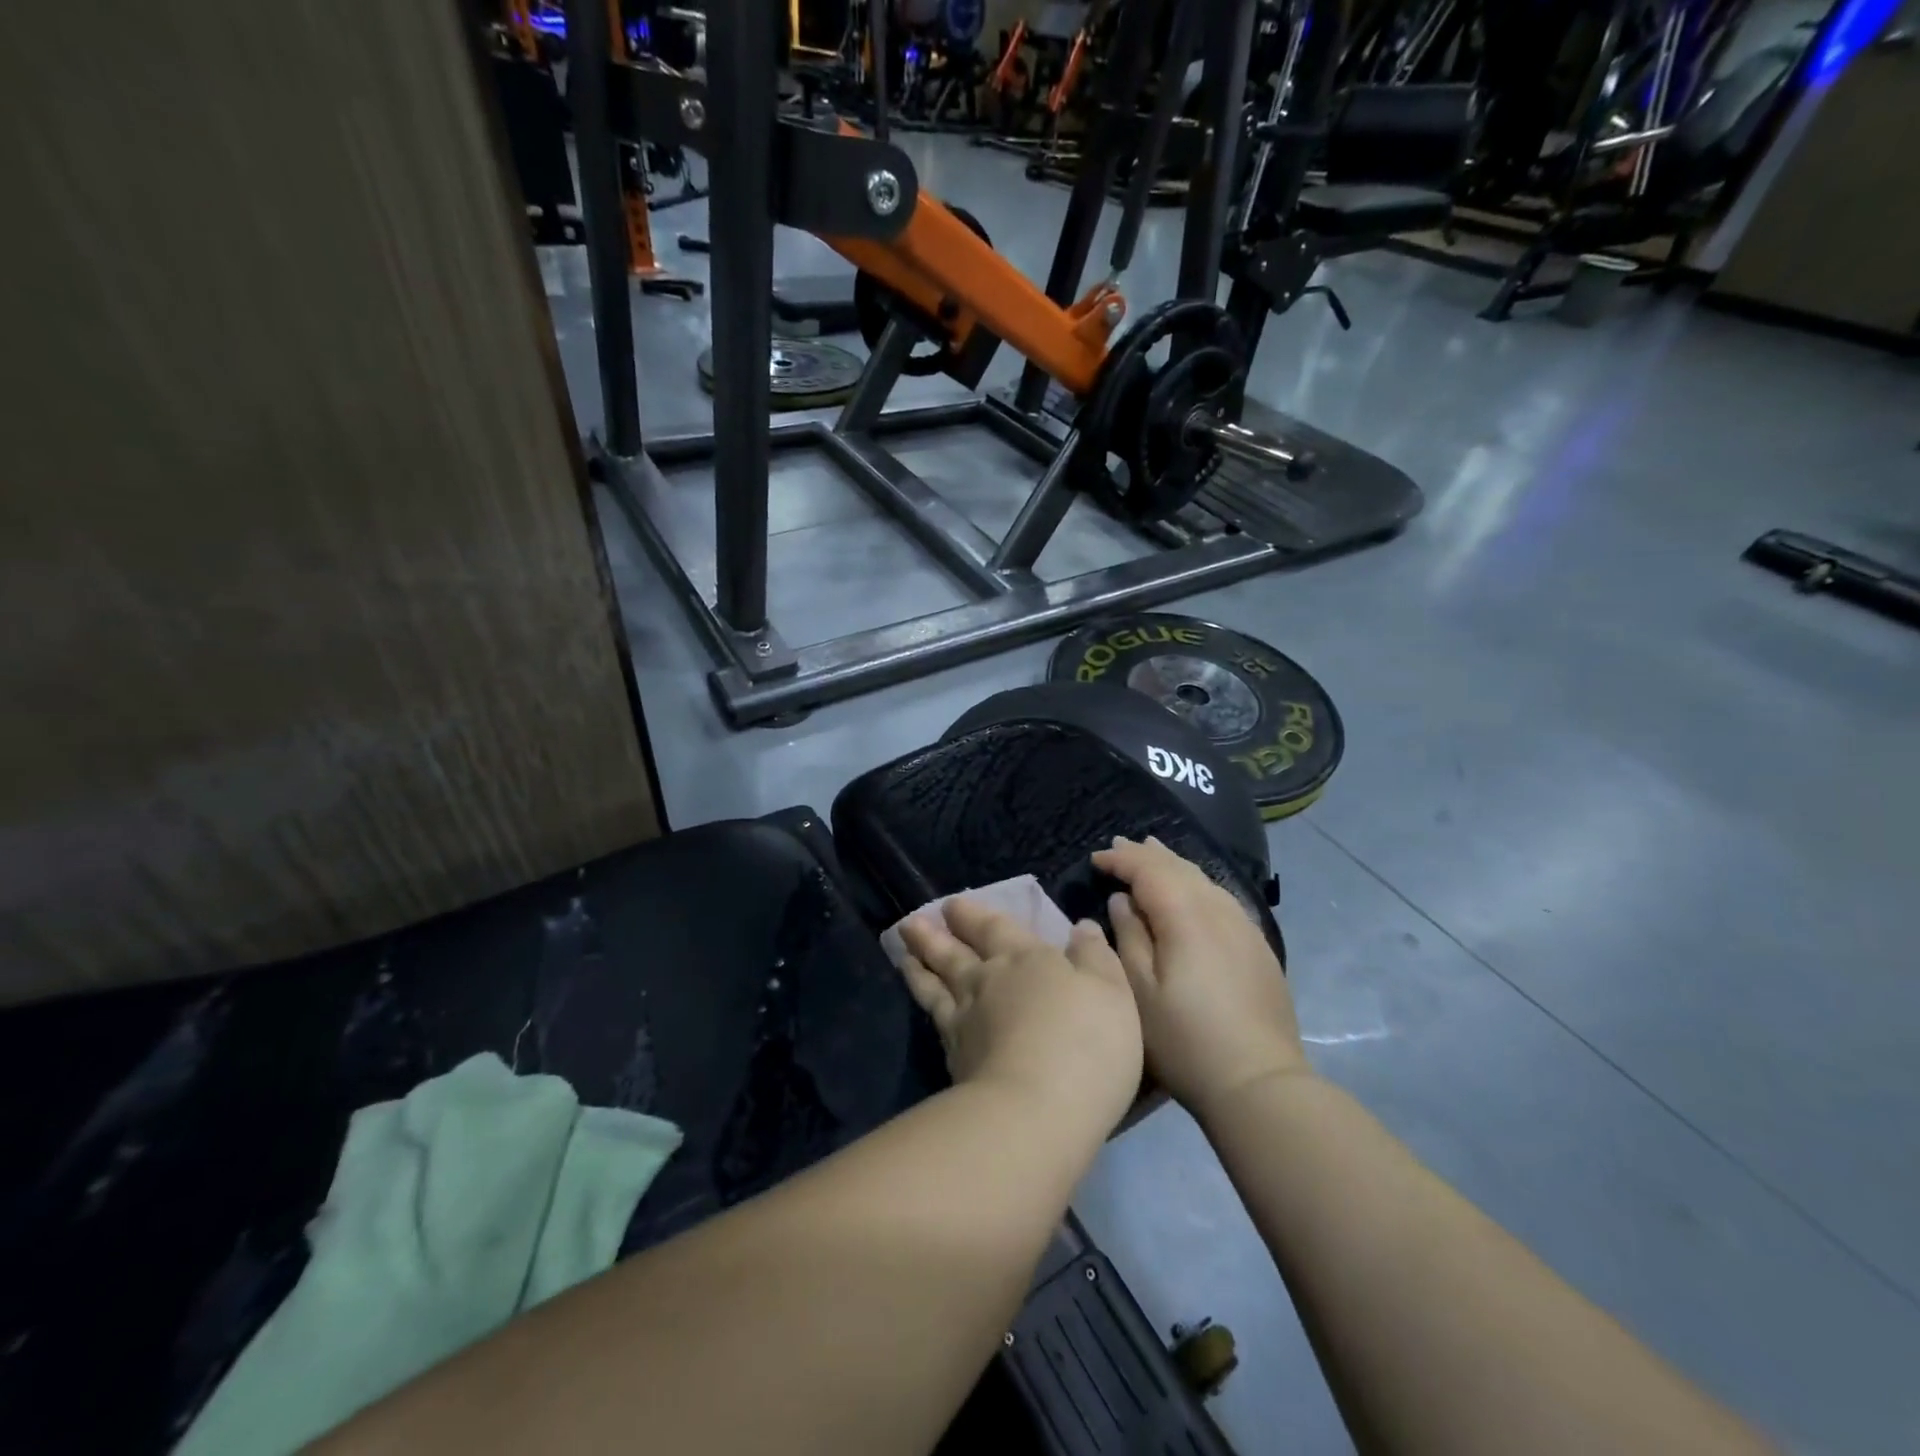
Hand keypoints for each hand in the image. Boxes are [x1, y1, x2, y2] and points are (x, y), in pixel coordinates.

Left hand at [896, 899, 1143, 1139]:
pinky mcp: (956, 1058)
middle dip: (935, 935)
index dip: (973, 915)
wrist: (1036, 1112)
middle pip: (956, 952)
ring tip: (905, 953)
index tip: (951, 905)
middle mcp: (989, 981)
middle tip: (912, 923)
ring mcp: (966, 1020)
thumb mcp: (1111, 992)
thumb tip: (1082, 927)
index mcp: (1027, 959)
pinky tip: (925, 1007)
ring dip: (920, 966)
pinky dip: (926, 1006)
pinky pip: (935, 1020)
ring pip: (937, 984)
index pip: (995, 928)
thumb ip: (1095, 957)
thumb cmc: (1085, 1044)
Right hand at [1091, 836, 1308, 1117]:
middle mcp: (1219, 910)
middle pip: (1179, 867)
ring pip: (1204, 879)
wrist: (1259, 1082)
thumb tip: (1122, 901)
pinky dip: (1197, 884)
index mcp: (1186, 916)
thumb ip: (1129, 937)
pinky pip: (1221, 898)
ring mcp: (1244, 927)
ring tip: (1153, 853)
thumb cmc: (1185, 1040)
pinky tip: (1193, 891)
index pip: (1149, 870)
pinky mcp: (1258, 947)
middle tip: (1119, 845)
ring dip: (1173, 864)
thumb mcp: (1139, 992)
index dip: (1120, 860)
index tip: (1095, 860)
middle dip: (1146, 854)